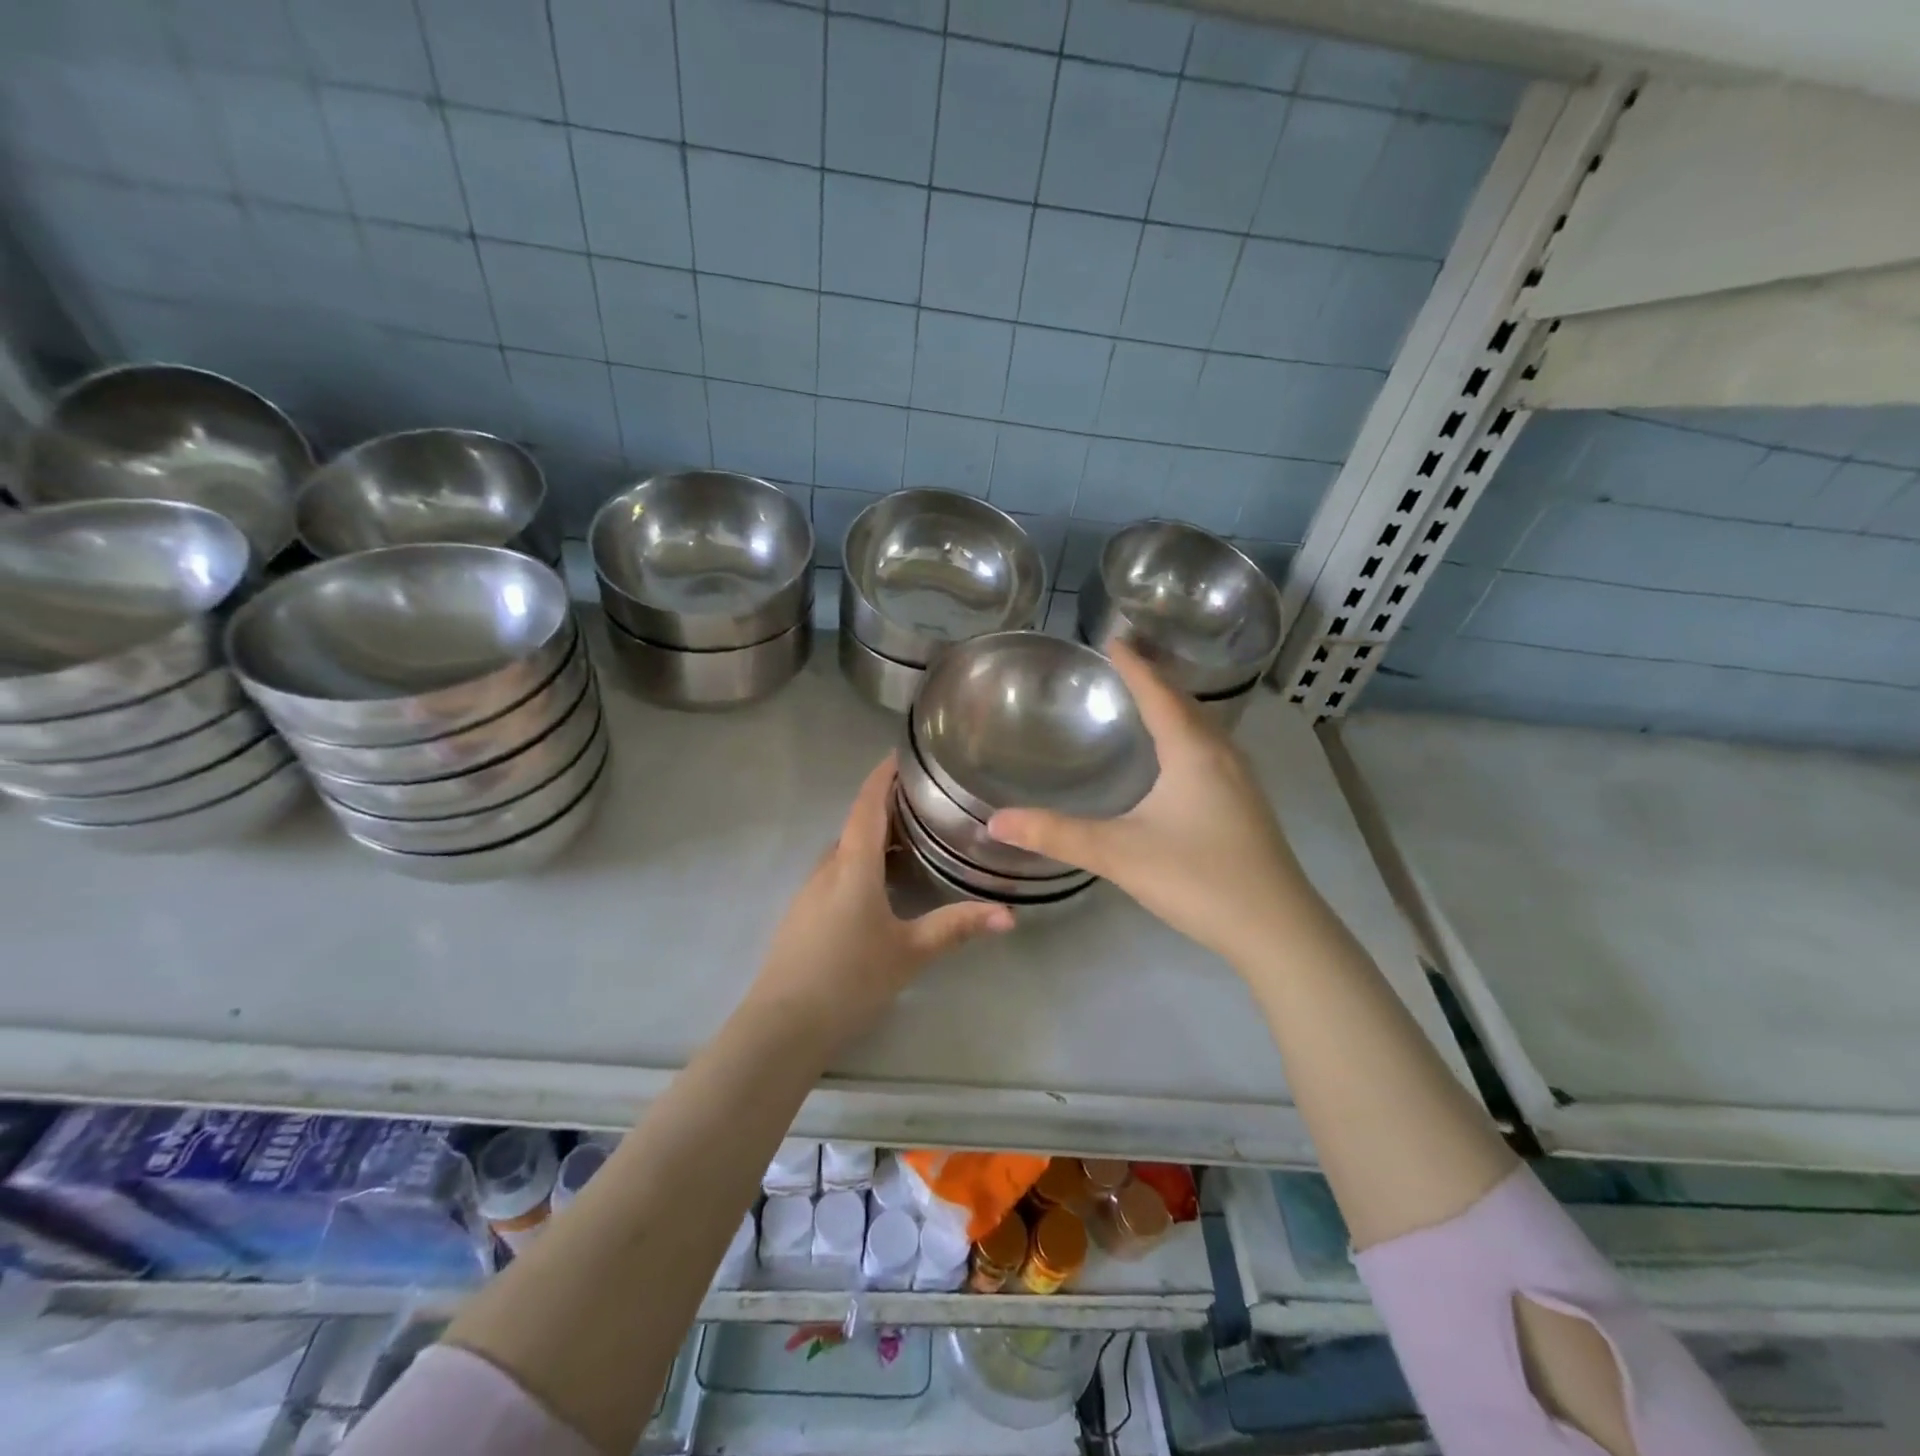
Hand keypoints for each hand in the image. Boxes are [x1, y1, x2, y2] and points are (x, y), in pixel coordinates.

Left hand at [753, 755, 1012, 1039]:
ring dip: (874, 837)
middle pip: (857, 824)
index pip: (867, 804)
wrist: (783, 1025)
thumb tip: (1010, 914)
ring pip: (846, 849)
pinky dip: (861, 862)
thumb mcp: (910, 953)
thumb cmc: (850, 980)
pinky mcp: (803, 913)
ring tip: (913, 839)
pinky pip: (836, 871)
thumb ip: (957, 927)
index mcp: (853, 865)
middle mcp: (828, 868)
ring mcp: (810, 890)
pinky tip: (882, 885)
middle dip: (887, 807)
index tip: (902, 754)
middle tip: (927, 802)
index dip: (883, 775)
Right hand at [988, 642, 1309, 967]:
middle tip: (1124, 663)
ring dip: (1176, 707)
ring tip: (1147, 700)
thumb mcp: (1119, 854)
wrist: (1277, 930)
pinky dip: (1189, 735)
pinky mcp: (1247, 806)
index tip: (1113, 638)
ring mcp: (1242, 782)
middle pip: (1186, 703)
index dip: (1134, 666)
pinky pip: (1212, 750)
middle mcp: (1222, 755)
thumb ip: (1056, 835)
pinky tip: (1179, 758)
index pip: (1158, 693)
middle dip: (1155, 679)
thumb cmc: (1198, 879)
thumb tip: (995, 821)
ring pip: (1204, 728)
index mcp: (1192, 752)